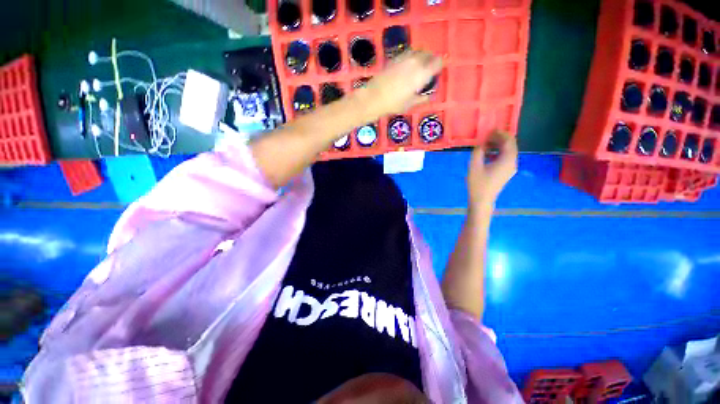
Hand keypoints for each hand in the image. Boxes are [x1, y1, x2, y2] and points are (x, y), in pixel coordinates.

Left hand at [355, 50, 442, 118]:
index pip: (437, 62)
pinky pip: (408, 54)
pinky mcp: (394, 58)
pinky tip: (407, 67)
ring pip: (418, 52)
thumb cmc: (394, 103)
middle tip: (429, 70)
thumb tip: (429, 95)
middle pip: (428, 55)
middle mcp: (415, 62)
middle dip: (430, 61)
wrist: (374, 97)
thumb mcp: (410, 104)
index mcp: (422, 73)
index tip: (437, 72)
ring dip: (421, 57)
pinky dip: (411, 58)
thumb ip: (422, 98)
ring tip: (418, 67)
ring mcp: (404, 58)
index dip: (439, 66)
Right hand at [467, 130, 517, 207]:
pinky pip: (505, 158)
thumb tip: (481, 144)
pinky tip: (487, 154)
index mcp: (507, 159)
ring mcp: (510, 168)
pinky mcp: (506, 172)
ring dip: (498, 145)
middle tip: (487, 136)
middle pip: (510, 145)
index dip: (500, 134)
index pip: (509, 141)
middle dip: (499, 139)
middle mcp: (512, 162)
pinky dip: (498, 152)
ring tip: (485, 144)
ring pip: (508, 151)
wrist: (482, 200)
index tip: (489, 131)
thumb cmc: (478, 183)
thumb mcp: (474, 166)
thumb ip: (478, 151)